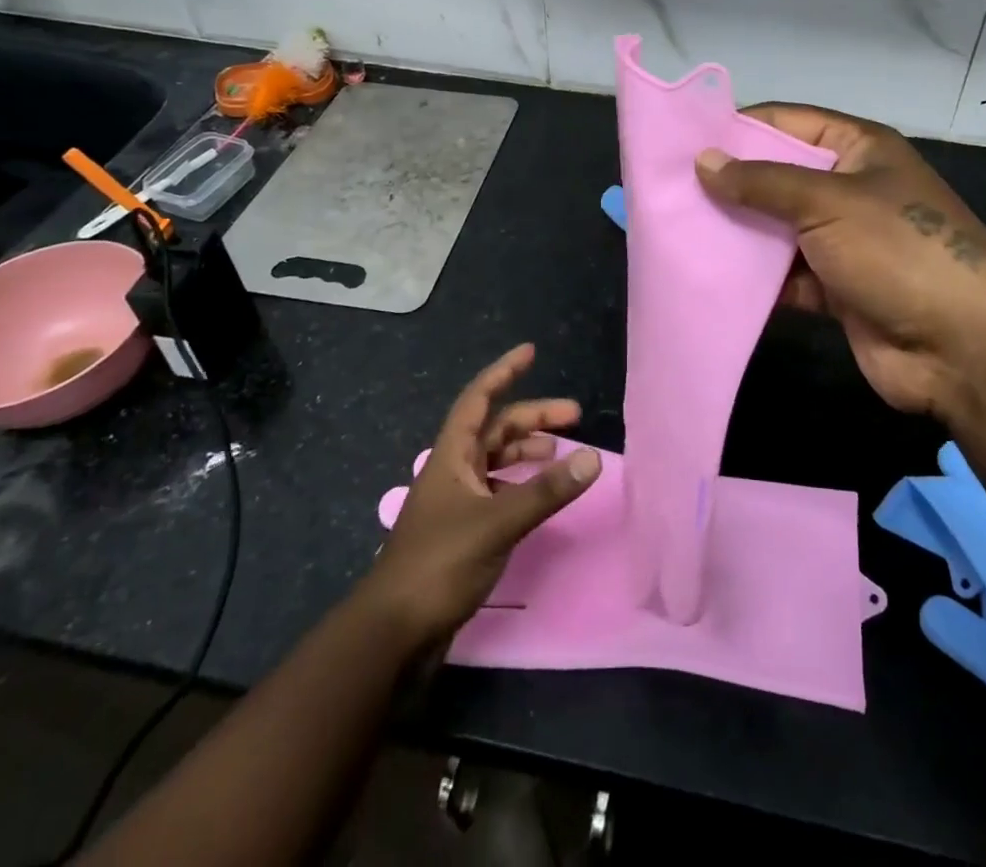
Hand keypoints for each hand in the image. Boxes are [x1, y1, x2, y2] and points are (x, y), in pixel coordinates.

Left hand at [365, 344, 599, 644]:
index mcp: (451, 456)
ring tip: (560, 453)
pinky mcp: (462, 532)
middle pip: (495, 429)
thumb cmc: (438, 565)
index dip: (503, 372)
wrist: (393, 634)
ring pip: (497, 461)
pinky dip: (521, 485)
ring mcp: (456, 503)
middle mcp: (453, 471)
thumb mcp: (496, 523)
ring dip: (527, 451)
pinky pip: (498, 491)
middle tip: (574, 415)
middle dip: (533, 417)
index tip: (531, 352)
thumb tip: (592, 458)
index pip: (479, 399)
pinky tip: (539, 495)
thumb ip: (544, 491)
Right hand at [695, 105, 985, 419]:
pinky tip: (709, 279)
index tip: (682, 140)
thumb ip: (762, 182)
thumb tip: (703, 161)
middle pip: (776, 177)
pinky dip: (754, 280)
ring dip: (736, 235)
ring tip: (675, 234)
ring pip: (776, 229)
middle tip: (666, 192)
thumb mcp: (828, 202)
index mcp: (857, 149)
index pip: (787, 122)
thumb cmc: (898, 251)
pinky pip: (783, 276)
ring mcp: (842, 241)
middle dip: (728, 185)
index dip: (737, 127)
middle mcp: (848, 189)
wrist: (963, 346)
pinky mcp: (835, 288)